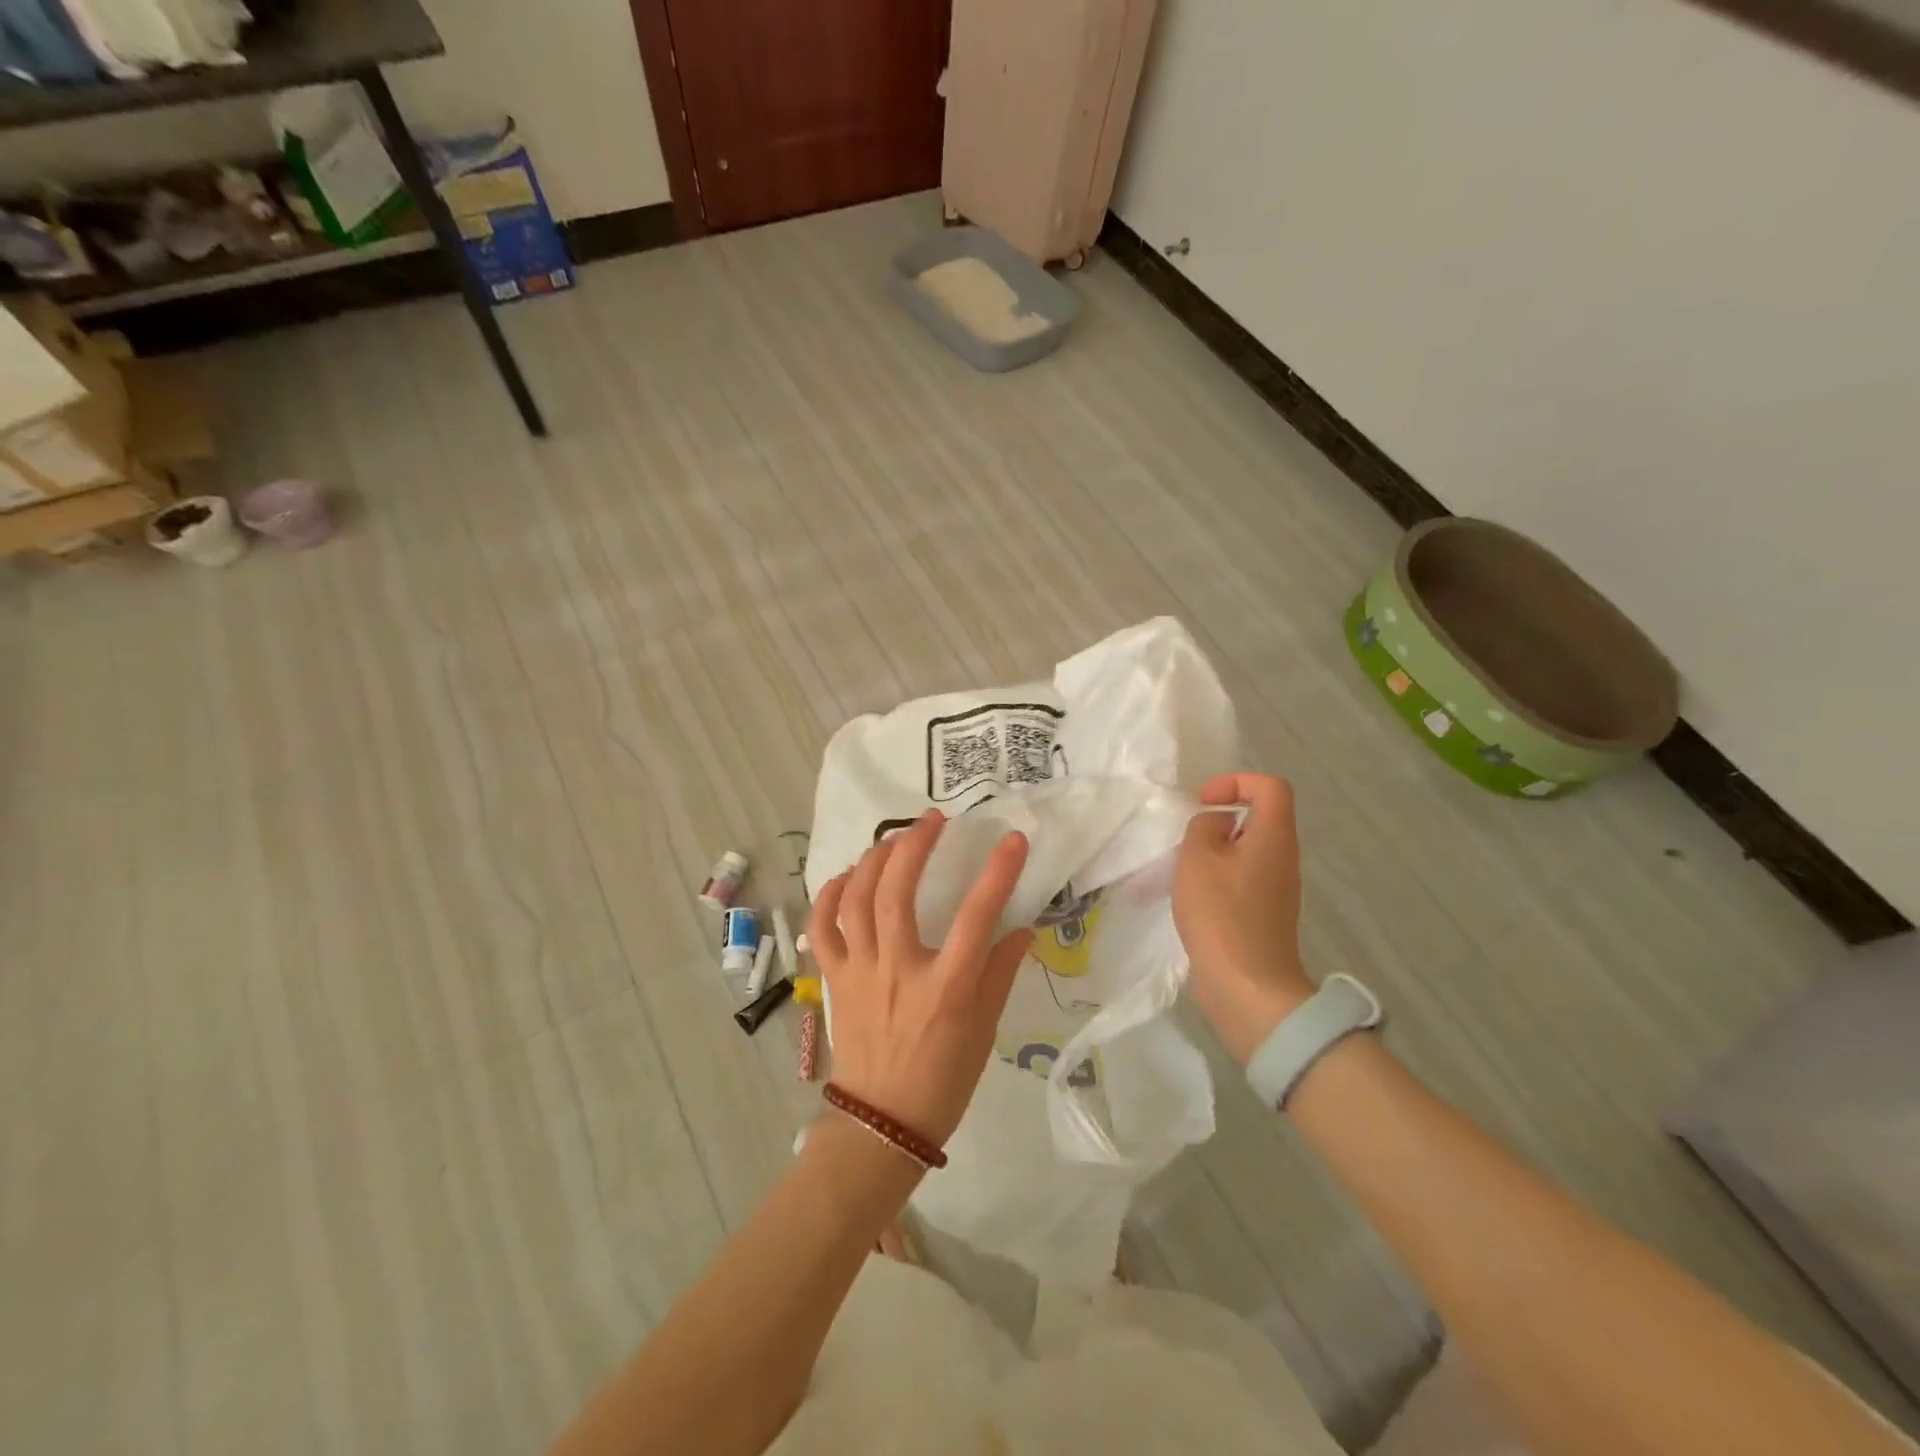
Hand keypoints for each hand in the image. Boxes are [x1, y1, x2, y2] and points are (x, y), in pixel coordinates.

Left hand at [809, 810, 1033, 1149]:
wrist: (882, 1123)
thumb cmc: (943, 1079)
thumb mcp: (985, 1030)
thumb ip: (1000, 973)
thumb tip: (1021, 929)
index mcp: (946, 986)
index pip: (976, 916)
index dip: (998, 872)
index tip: (1013, 838)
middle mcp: (899, 970)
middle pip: (897, 891)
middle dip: (915, 845)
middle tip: (933, 820)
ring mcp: (860, 971)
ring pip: (856, 900)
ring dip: (874, 860)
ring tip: (894, 839)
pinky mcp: (834, 978)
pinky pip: (823, 928)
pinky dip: (829, 895)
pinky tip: (847, 876)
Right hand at [1174, 772, 1312, 1063]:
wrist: (1247, 986)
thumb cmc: (1221, 914)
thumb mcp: (1197, 858)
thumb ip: (1203, 827)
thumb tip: (1218, 826)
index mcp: (1274, 836)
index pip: (1270, 787)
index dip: (1237, 781)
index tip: (1204, 802)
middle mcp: (1284, 858)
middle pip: (1259, 819)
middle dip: (1220, 821)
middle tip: (1188, 840)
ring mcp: (1278, 889)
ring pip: (1247, 851)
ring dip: (1215, 852)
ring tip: (1184, 872)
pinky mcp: (1266, 914)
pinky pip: (1244, 879)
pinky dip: (1218, 878)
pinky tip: (1193, 900)